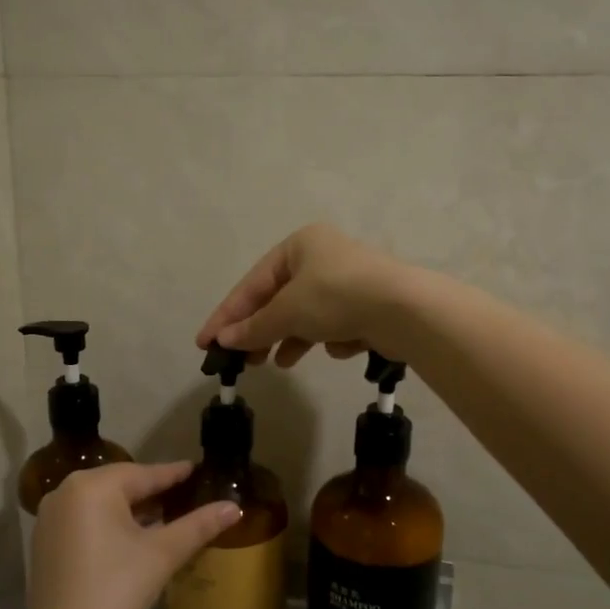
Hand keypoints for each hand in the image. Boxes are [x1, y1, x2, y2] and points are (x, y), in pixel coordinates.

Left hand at [27, 461, 240, 608]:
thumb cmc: (118, 590)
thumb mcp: (163, 553)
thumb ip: (199, 525)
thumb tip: (234, 507)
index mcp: (91, 486)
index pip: (142, 474)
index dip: (172, 474)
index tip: (194, 469)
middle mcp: (64, 492)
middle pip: (118, 485)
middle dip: (150, 490)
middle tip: (182, 493)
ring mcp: (49, 518)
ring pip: (99, 503)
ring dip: (129, 508)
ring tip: (162, 513)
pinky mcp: (43, 543)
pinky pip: (82, 520)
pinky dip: (107, 523)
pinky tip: (129, 537)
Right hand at [196, 223, 412, 367]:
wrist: (405, 309)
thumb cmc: (336, 297)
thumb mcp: (287, 312)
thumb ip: (254, 327)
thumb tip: (225, 340)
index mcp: (300, 245)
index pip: (252, 283)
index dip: (226, 315)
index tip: (204, 343)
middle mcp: (322, 257)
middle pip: (278, 299)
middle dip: (259, 331)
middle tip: (240, 360)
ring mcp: (347, 280)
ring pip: (305, 314)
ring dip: (290, 339)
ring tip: (278, 363)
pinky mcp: (367, 305)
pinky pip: (334, 323)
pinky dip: (329, 337)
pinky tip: (336, 348)